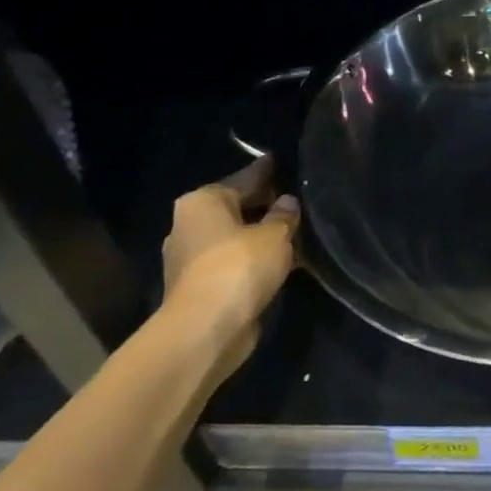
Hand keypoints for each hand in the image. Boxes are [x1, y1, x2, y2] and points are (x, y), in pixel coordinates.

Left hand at [160, 156, 299, 380]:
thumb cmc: (239, 266)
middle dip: (266, 206)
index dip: (268, 171)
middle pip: (238, 207)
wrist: (206, 329)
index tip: (282, 161)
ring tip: (298, 231)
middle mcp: (191, 225)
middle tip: (299, 200)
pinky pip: (237, 262)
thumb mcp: (276, 234)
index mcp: (203, 202)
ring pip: (238, 237)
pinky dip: (257, 260)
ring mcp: (193, 259)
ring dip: (263, 236)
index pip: (245, 178)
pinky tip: (284, 259)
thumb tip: (287, 203)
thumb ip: (285, 215)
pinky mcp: (202, 287)